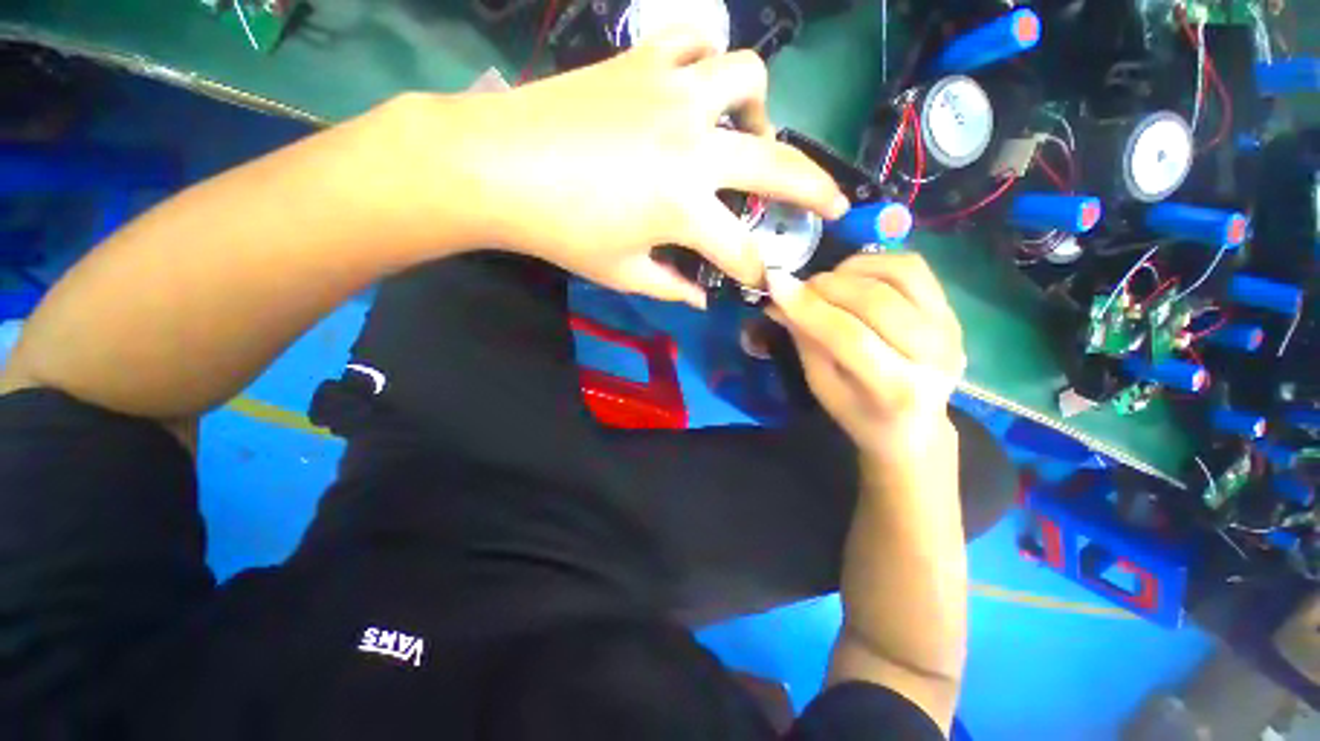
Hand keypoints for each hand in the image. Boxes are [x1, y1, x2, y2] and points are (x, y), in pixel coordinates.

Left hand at [430, 29, 847, 306]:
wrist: (497, 167)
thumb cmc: (560, 232)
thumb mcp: (621, 273)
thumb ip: (671, 287)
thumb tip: (702, 298)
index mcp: (684, 209)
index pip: (740, 251)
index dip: (756, 272)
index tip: (763, 281)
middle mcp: (694, 148)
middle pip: (777, 168)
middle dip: (816, 191)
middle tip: (834, 202)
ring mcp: (672, 94)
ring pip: (748, 80)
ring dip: (761, 112)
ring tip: (750, 136)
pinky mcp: (643, 62)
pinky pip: (696, 42)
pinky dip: (710, 61)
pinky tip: (703, 87)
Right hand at [766, 254, 965, 458]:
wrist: (915, 426)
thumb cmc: (859, 413)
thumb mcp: (822, 386)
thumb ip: (806, 340)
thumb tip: (779, 299)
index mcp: (895, 389)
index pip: (849, 336)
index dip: (808, 307)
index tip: (775, 284)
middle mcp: (934, 355)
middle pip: (877, 301)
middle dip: (827, 285)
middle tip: (798, 288)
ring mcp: (950, 328)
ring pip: (899, 274)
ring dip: (851, 270)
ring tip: (827, 283)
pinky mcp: (953, 310)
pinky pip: (913, 268)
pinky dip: (875, 262)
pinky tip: (852, 276)